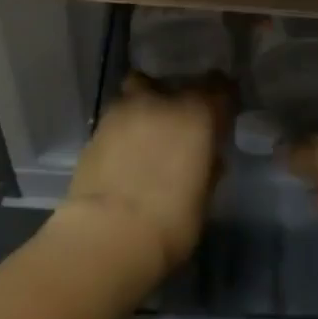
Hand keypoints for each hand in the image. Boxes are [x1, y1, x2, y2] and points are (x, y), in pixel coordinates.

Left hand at [57, 73, 228, 280]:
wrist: (107, 235)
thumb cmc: (171, 221)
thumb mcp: (203, 196)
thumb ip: (207, 166)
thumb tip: (207, 157)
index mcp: (196, 114)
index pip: (218, 86)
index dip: (222, 97)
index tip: (222, 112)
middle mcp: (160, 102)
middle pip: (170, 84)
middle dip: (175, 98)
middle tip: (178, 124)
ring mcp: (123, 112)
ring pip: (136, 94)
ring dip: (144, 109)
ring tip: (146, 137)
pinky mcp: (95, 131)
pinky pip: (117, 120)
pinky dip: (123, 131)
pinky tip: (124, 155)